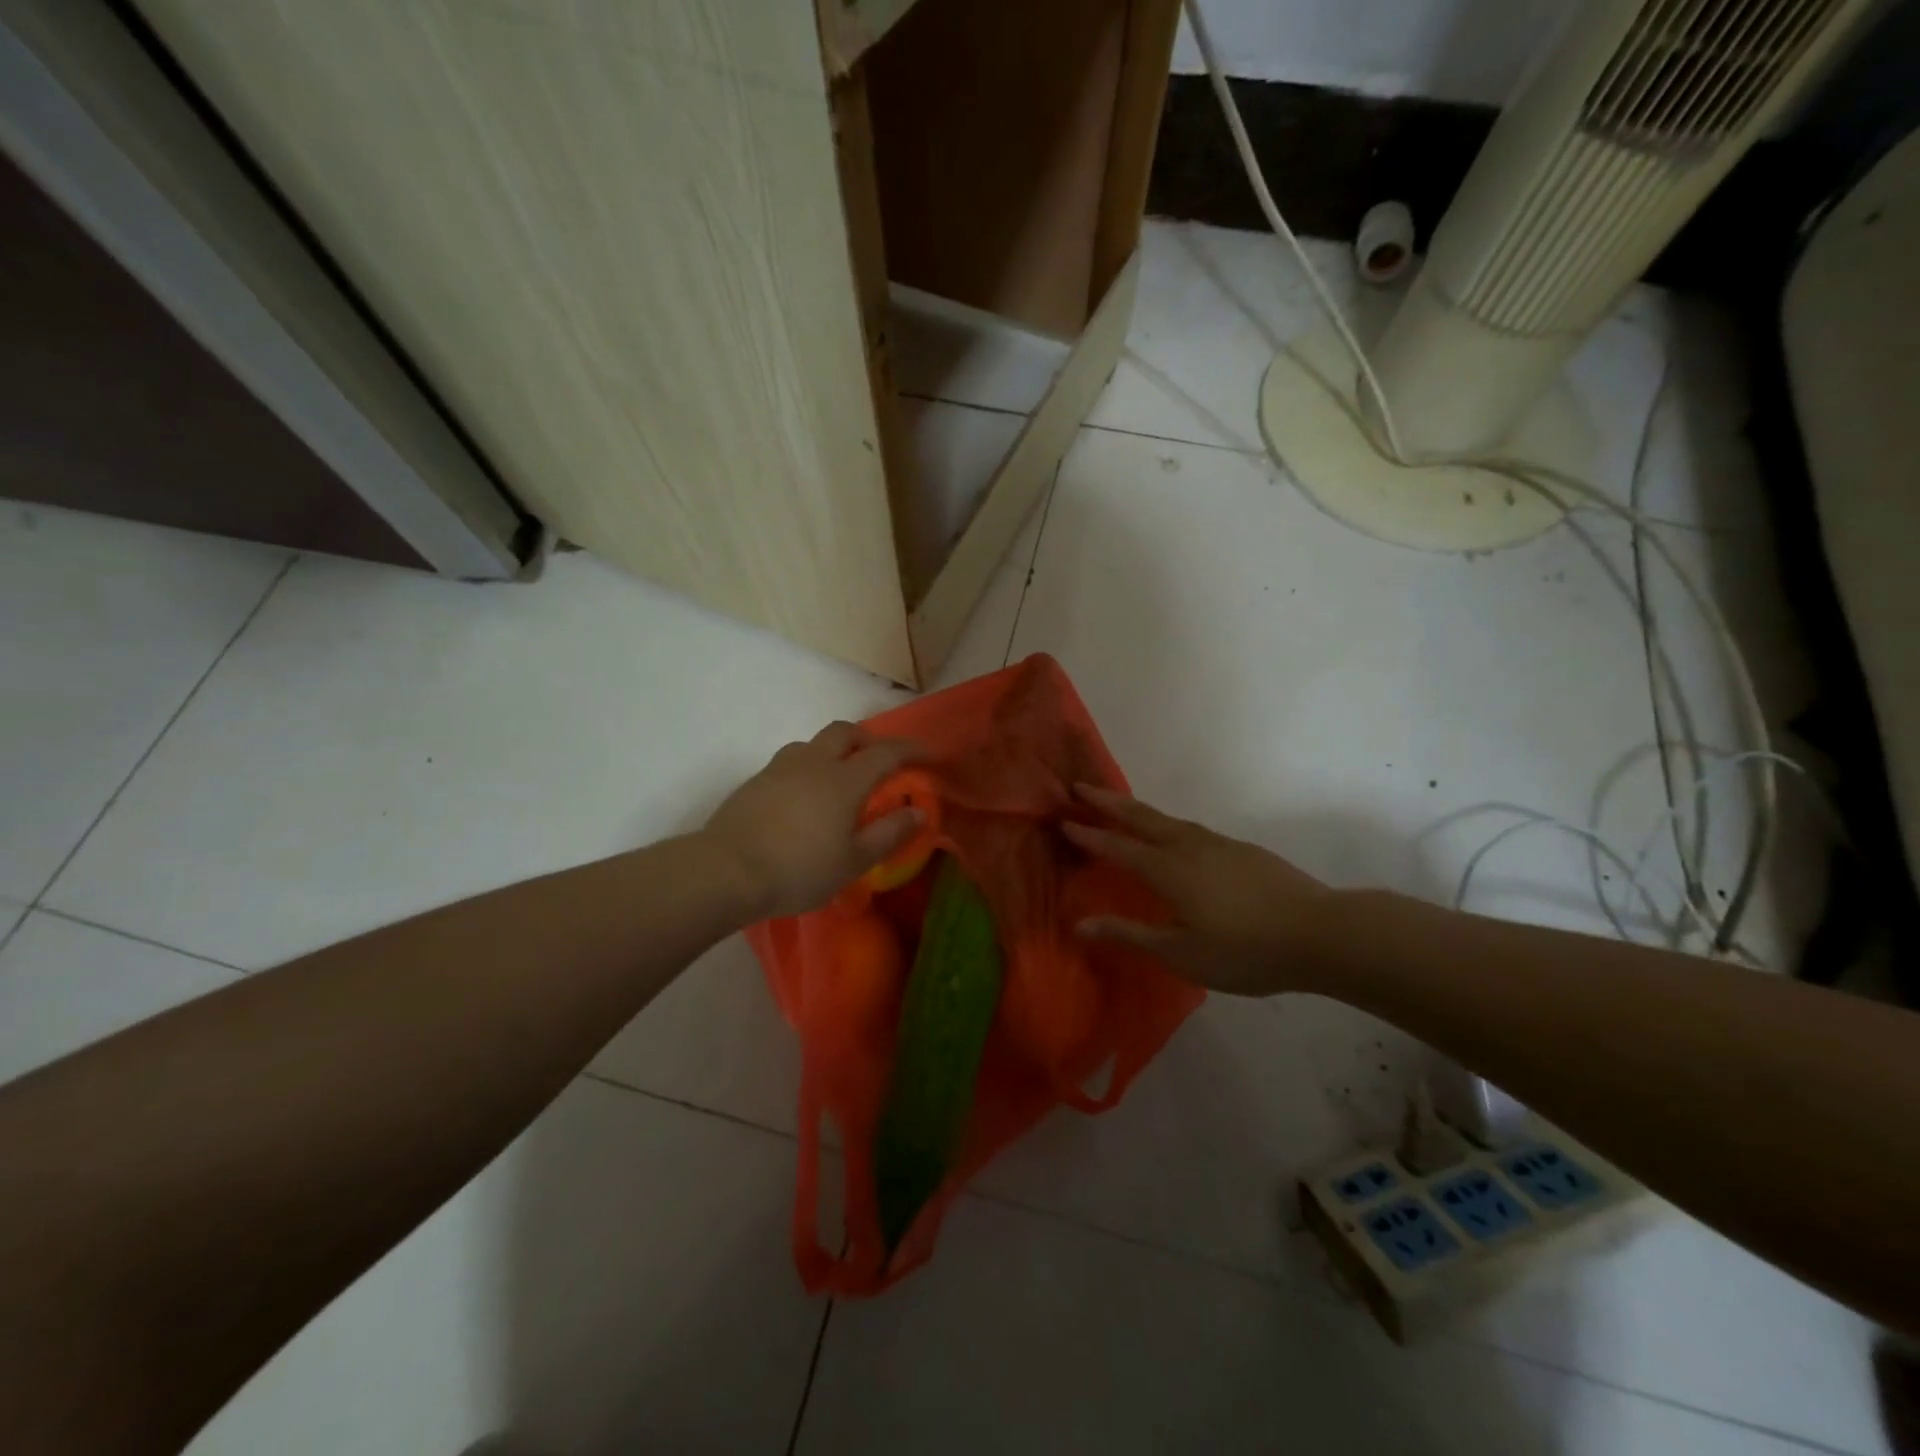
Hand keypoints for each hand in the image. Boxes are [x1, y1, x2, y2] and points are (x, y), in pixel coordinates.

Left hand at [704, 721, 922, 918]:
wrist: (726, 871)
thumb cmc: (799, 869)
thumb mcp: (854, 861)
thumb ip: (889, 833)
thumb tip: (918, 811)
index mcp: (844, 779)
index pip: (886, 752)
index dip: (911, 749)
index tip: (928, 754)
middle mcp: (814, 762)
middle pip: (845, 732)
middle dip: (868, 740)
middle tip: (880, 761)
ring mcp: (780, 768)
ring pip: (813, 743)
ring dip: (834, 751)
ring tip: (839, 779)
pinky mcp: (755, 781)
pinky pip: (790, 762)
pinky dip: (808, 768)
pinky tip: (804, 798)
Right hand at [1061, 785, 1327, 996]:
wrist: (1320, 933)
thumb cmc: (1244, 950)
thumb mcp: (1181, 953)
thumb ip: (1129, 935)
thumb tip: (1080, 924)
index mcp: (1168, 870)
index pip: (1118, 847)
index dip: (1089, 835)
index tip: (1063, 820)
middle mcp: (1189, 847)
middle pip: (1141, 817)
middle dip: (1107, 802)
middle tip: (1080, 787)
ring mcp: (1219, 845)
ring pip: (1169, 820)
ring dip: (1139, 810)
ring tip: (1122, 806)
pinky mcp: (1243, 850)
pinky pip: (1192, 829)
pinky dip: (1169, 825)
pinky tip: (1177, 838)